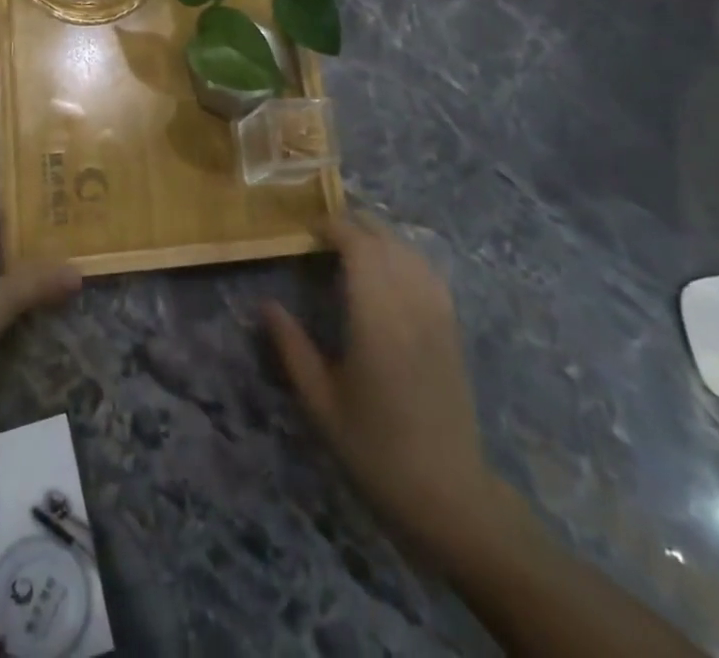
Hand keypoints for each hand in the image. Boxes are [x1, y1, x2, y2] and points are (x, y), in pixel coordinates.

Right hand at [265, 217, 512, 566]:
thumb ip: (292, 348)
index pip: (359, 248)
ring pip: (411, 252)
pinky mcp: (453, 329)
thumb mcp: (320, 403)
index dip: (334, 228)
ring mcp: (437, 316)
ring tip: (354, 241)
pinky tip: (392, 266)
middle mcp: (410, 306)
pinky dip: (406, 256)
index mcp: (376, 320)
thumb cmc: (374, 449)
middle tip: (325, 229)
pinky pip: (430, 273)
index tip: (309, 228)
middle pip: (386, 242)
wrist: (447, 494)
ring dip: (382, 236)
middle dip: (356, 224)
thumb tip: (266, 304)